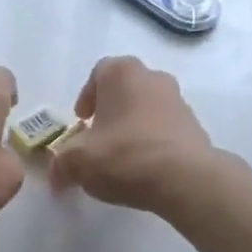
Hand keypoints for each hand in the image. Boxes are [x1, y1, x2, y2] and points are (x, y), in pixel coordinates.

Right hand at [49, 56, 221, 214]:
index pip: (99, 73)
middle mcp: (154, 78)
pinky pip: (164, 131)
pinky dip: (151, 143)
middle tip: (97, 139)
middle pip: (125, 90)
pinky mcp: (195, 128)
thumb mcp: (77, 163)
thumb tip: (56, 174)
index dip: (86, 97)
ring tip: (120, 158)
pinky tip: (143, 169)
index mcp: (122, 74)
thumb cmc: (123, 156)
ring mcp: (179, 102)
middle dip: (110, 112)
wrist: (184, 179)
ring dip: (132, 128)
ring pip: (147, 110)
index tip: (81, 121)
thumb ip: (60, 164)